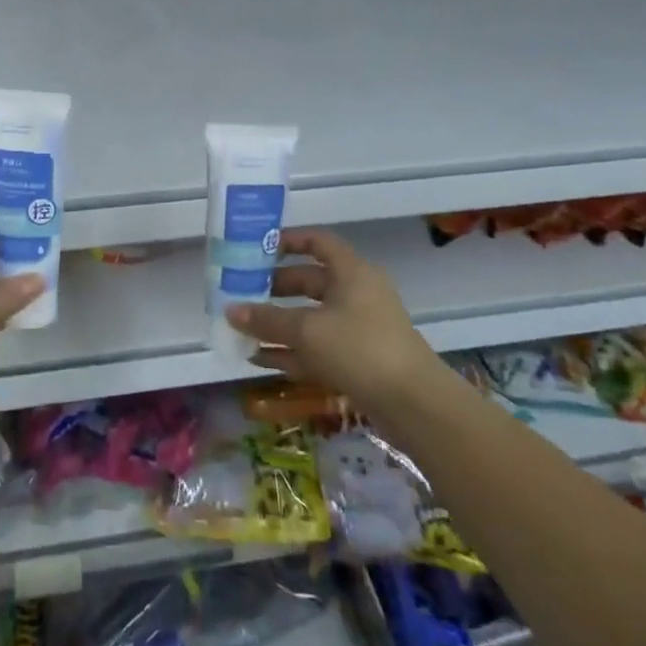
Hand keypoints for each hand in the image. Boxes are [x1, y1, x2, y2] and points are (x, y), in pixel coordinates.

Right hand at [228, 228, 442, 415]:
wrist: (414, 404)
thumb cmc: (360, 348)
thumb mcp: (307, 330)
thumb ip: (267, 320)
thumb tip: (230, 310)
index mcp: (351, 272)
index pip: (317, 242)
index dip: (288, 241)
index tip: (257, 249)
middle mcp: (356, 294)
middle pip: (310, 281)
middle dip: (274, 288)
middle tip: (242, 292)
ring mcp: (359, 328)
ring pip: (311, 317)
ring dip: (279, 323)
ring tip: (243, 328)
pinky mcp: (358, 359)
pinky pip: (317, 346)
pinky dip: (291, 350)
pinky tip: (260, 358)